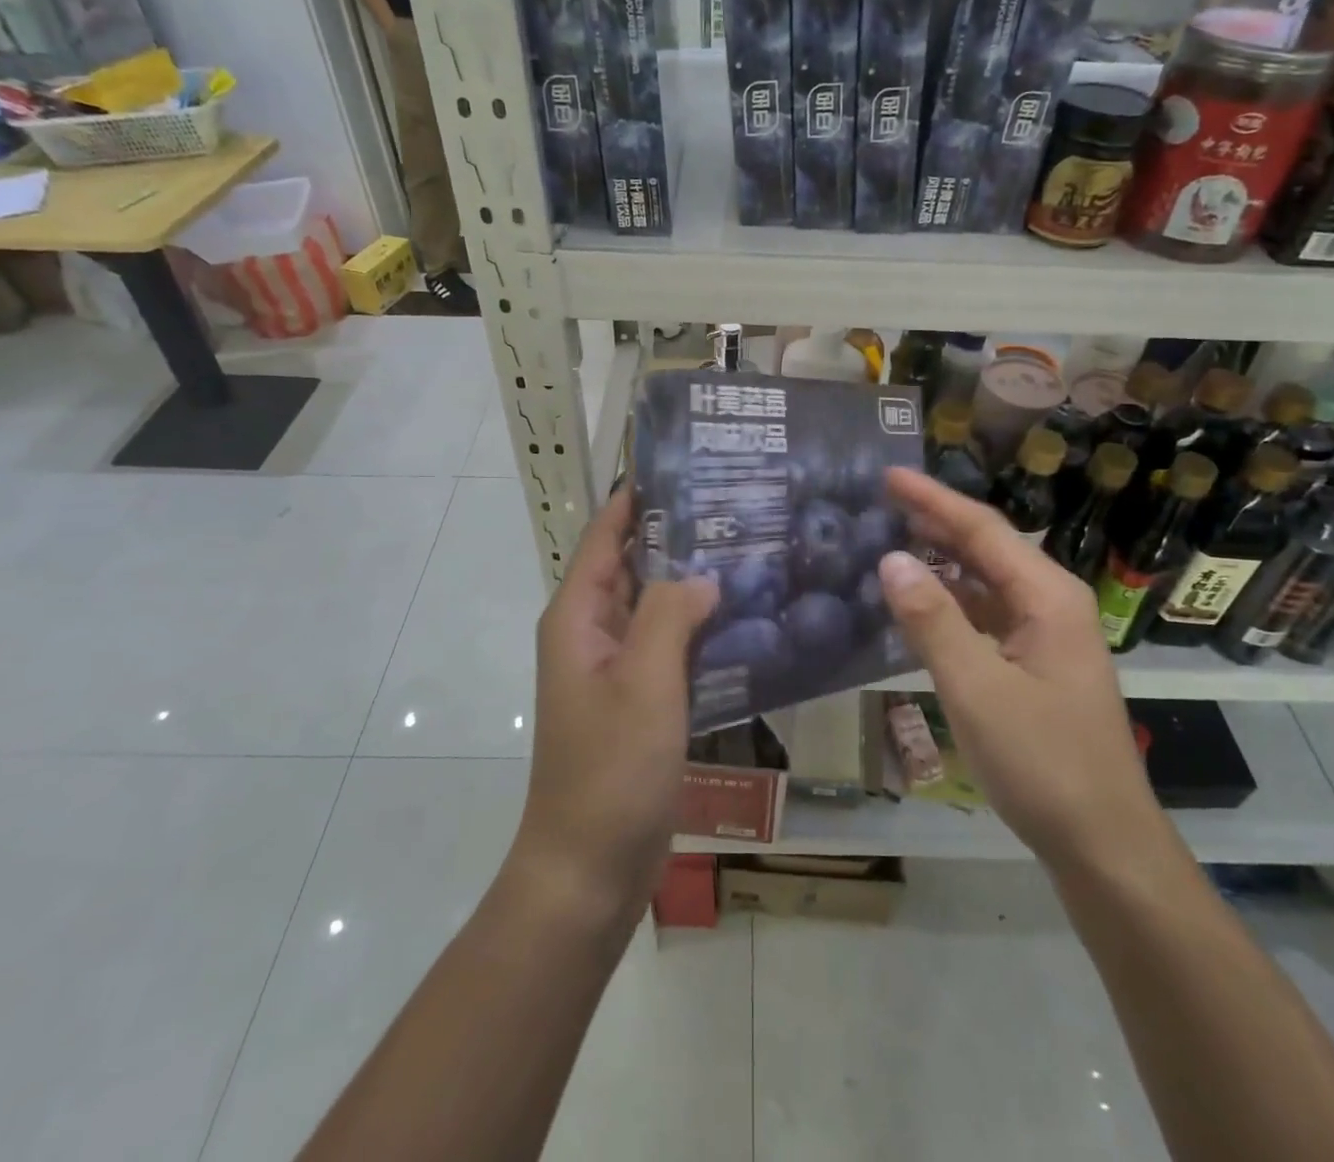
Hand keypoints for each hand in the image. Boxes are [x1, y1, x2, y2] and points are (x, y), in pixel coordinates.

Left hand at [515, 489, 718, 919]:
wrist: (589, 868)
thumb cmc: (609, 770)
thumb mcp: (643, 683)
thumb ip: (670, 615)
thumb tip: (703, 574)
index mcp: (578, 615)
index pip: (608, 533)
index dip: (641, 497)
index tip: (691, 466)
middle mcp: (594, 631)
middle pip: (636, 564)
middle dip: (681, 535)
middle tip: (743, 505)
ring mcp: (618, 667)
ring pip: (659, 605)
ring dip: (696, 581)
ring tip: (754, 550)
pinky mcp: (641, 698)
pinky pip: (671, 645)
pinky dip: (702, 627)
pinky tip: (748, 617)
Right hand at [877, 468, 1164, 872]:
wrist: (1104, 844)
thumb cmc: (1043, 763)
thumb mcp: (976, 689)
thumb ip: (932, 621)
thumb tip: (892, 558)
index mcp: (1047, 596)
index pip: (982, 529)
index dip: (933, 499)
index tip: (889, 474)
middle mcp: (1051, 603)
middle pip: (987, 548)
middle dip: (936, 521)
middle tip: (881, 500)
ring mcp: (1046, 635)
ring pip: (986, 581)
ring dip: (942, 559)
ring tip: (892, 539)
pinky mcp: (1035, 664)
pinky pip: (987, 615)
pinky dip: (951, 600)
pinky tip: (920, 602)